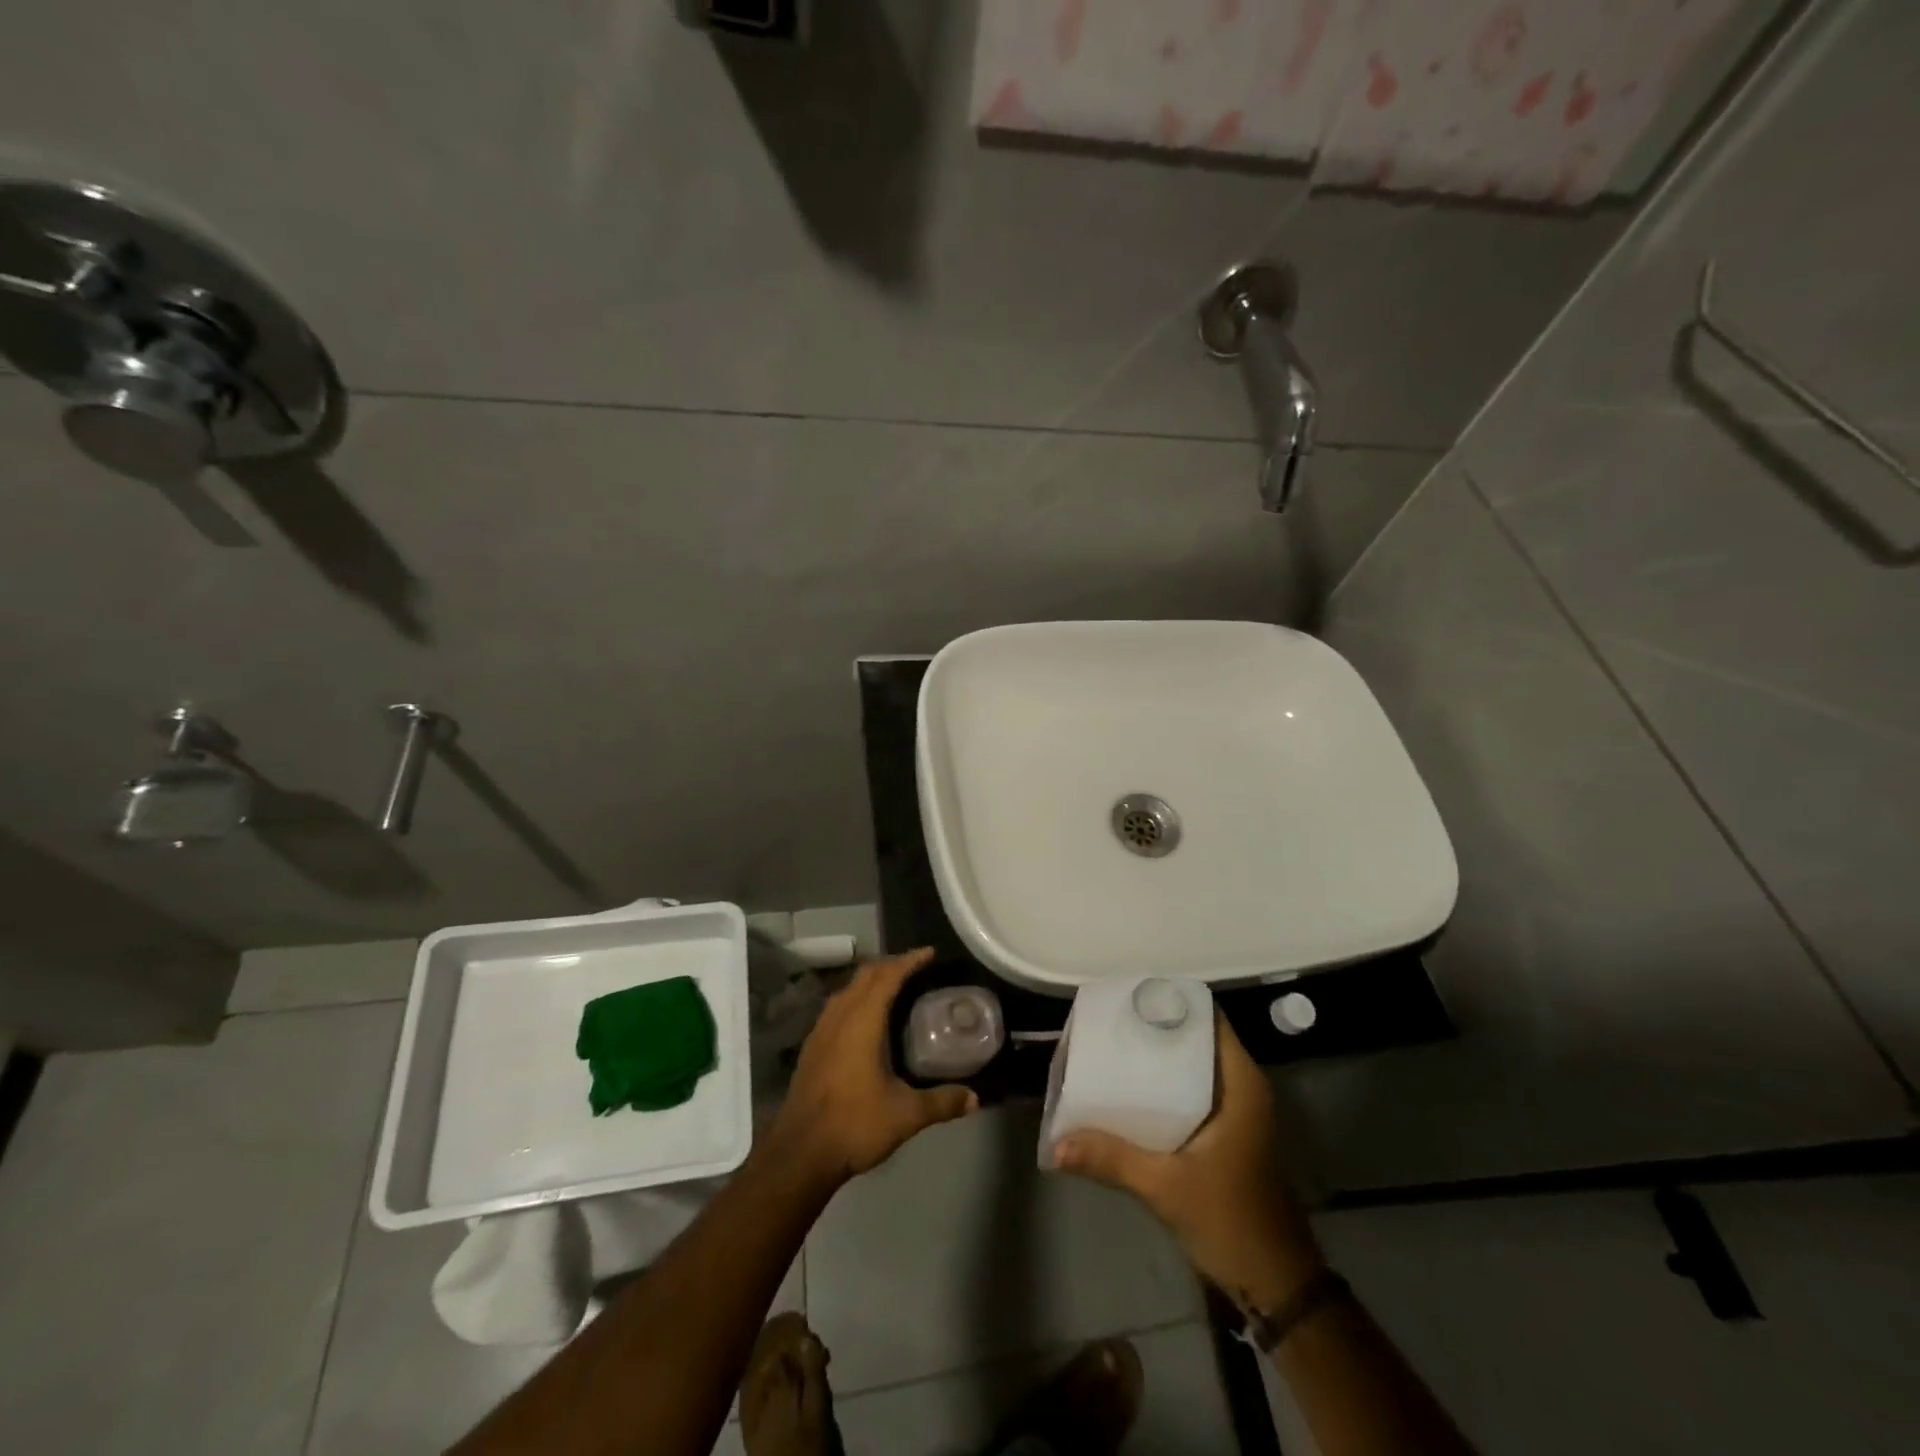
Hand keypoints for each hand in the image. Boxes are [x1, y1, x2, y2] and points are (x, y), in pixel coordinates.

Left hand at [767, 948, 977, 1192]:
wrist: (800, 1154)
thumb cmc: (855, 1125)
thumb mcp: (906, 1115)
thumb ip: (942, 1102)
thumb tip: (974, 1099)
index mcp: (862, 1021)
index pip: (888, 976)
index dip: (909, 961)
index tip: (929, 953)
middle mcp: (839, 1017)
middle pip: (865, 976)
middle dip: (890, 965)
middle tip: (916, 968)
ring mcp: (820, 1032)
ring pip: (847, 990)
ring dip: (870, 982)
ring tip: (892, 988)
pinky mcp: (811, 1049)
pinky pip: (836, 1008)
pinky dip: (855, 1000)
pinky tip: (864, 1021)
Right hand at [1053, 1014, 1323, 1311]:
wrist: (1275, 1285)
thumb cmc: (1230, 1221)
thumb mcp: (1166, 1187)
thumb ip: (1112, 1159)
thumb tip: (1056, 1143)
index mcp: (1241, 1085)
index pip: (1210, 1019)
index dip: (1174, 1001)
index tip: (1133, 995)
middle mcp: (1242, 1088)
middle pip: (1197, 1038)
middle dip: (1157, 1028)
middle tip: (1112, 1021)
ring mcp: (1238, 1112)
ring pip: (1195, 1065)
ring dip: (1160, 1057)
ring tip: (1115, 1047)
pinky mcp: (1229, 1134)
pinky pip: (1194, 1090)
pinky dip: (1166, 1084)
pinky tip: (1132, 1090)